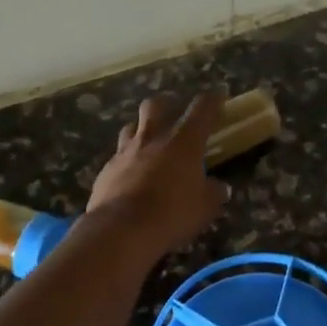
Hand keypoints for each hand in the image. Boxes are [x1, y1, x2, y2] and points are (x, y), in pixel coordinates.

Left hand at [85, 92, 229, 259]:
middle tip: (173, 111)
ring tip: (148, 142)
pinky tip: (130, 175)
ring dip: (141, 130)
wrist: (121, 230)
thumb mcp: (205, 207)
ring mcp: (125, 153)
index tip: (219, 95)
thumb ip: (214, 193)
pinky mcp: (106, 171)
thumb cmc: (173, 214)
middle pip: (156, 106)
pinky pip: (117, 157)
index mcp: (184, 143)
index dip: (213, 100)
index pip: (202, 110)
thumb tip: (220, 187)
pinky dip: (127, 162)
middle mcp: (153, 139)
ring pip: (131, 127)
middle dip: (166, 104)